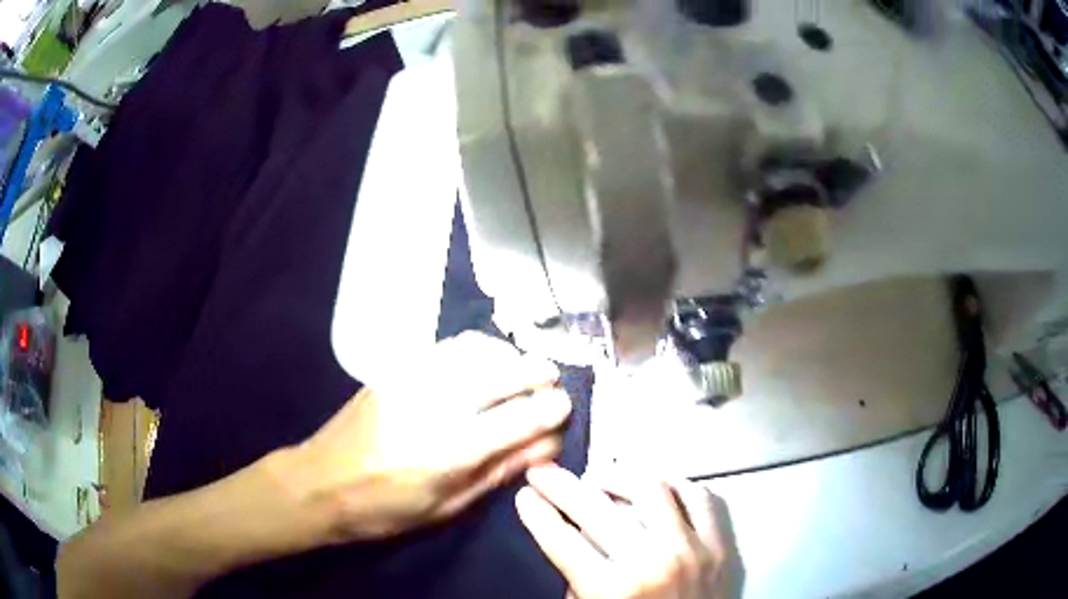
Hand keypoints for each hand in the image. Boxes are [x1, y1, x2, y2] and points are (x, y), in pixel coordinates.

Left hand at [285, 333, 571, 541]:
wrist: (318, 483)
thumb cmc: (384, 510)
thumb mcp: (446, 508)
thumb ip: (498, 472)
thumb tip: (545, 445)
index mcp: (449, 452)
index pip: (519, 418)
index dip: (552, 409)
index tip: (565, 408)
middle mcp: (435, 406)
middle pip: (504, 373)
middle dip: (539, 373)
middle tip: (553, 382)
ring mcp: (412, 380)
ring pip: (478, 350)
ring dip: (511, 355)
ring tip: (524, 369)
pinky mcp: (396, 369)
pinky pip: (449, 347)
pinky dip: (479, 348)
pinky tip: (487, 359)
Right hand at [516, 465, 743, 598]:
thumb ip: (581, 580)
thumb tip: (575, 536)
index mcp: (614, 590)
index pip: (562, 540)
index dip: (537, 513)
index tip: (526, 496)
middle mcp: (653, 562)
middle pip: (596, 506)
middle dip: (560, 485)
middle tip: (544, 473)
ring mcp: (693, 548)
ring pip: (652, 487)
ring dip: (617, 477)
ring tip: (600, 480)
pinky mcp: (721, 544)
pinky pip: (698, 495)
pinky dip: (673, 486)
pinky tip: (656, 489)